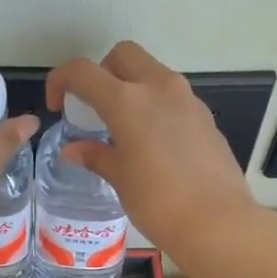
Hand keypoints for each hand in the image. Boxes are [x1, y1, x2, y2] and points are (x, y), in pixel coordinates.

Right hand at [46, 41, 261, 257]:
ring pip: (152, 73)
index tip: (59, 106)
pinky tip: (155, 145)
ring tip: (125, 129)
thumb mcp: (120, 179)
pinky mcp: (205, 117)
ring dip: (132, 88)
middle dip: (102, 72)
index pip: (83, 71)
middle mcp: (159, 88)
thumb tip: (74, 150)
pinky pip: (173, 98)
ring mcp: (187, 99)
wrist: (217, 222)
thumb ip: (96, 156)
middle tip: (96, 107)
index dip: (62, 81)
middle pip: (123, 55)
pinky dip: (156, 107)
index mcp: (127, 101)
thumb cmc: (158, 203)